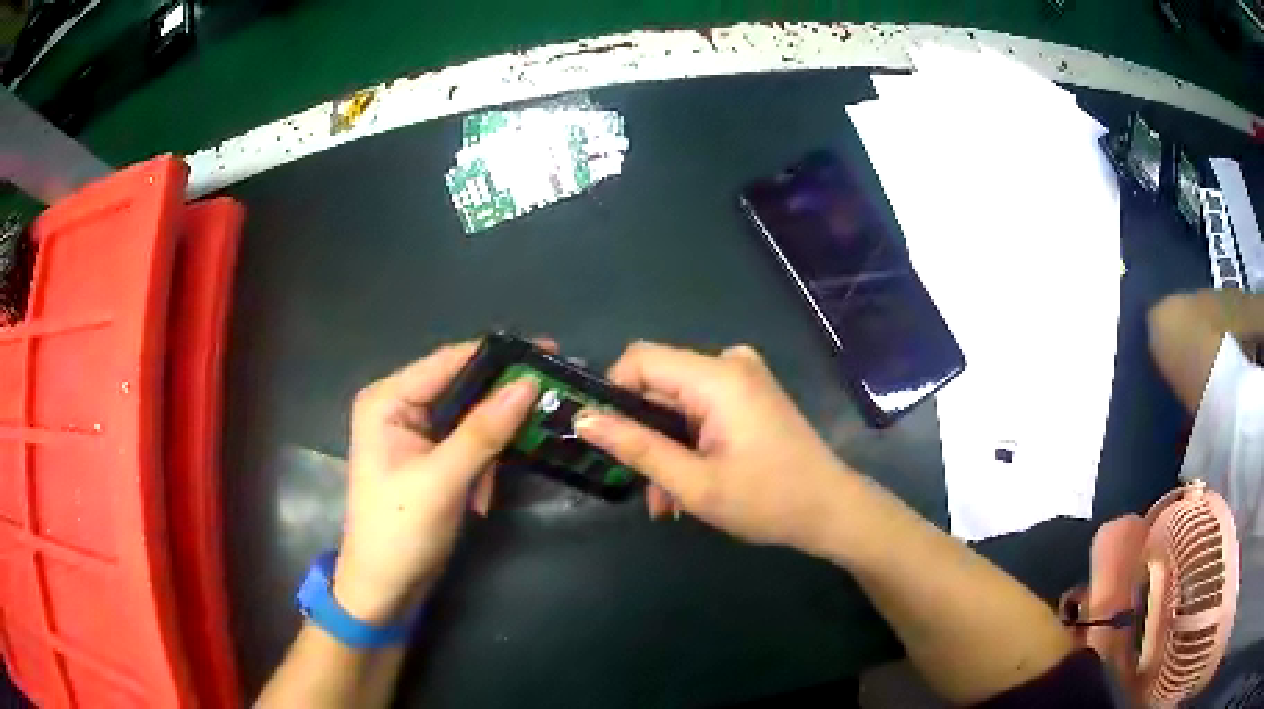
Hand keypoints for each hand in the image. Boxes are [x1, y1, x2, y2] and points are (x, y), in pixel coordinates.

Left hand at [332, 341, 540, 623]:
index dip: (499, 356)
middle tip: (553, 398)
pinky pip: (469, 444)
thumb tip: (528, 384)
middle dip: (501, 404)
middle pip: (462, 387)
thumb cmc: (401, 531)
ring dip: (492, 446)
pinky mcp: (430, 458)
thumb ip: (484, 431)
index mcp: (387, 400)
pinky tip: (483, 497)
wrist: (385, 588)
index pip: (449, 362)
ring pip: (471, 418)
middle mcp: (399, 406)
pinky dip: (483, 466)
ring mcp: (415, 433)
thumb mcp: (442, 480)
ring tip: (508, 470)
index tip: (549, 352)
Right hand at [575, 342, 856, 553]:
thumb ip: (636, 448)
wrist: (831, 510)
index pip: (640, 359)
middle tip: (642, 489)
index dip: (613, 393)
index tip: (604, 438)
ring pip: (678, 404)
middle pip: (660, 385)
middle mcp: (730, 364)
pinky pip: (702, 410)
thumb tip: (583, 420)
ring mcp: (744, 379)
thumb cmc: (768, 501)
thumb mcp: (694, 483)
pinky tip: (690, 486)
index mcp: (717, 377)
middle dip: (644, 436)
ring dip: (666, 449)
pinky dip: (689, 443)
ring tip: (667, 503)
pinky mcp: (751, 395)